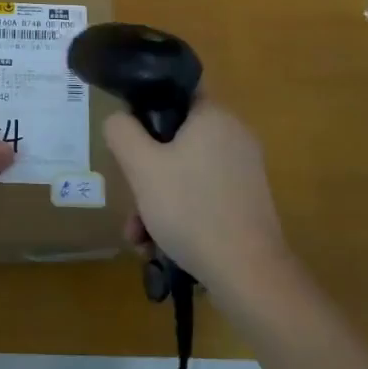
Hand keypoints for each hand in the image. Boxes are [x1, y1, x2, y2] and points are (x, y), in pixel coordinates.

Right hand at [102, 99, 288, 292]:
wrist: (249, 275)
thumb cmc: (191, 209)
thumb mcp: (141, 167)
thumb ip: (122, 133)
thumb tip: (119, 119)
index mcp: (214, 116)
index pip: (175, 93)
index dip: (146, 110)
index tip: (128, 139)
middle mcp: (234, 136)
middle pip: (176, 141)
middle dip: (145, 173)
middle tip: (130, 200)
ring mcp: (244, 171)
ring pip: (186, 173)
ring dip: (157, 201)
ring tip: (139, 237)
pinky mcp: (248, 203)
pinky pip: (204, 196)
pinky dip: (180, 215)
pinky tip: (159, 247)